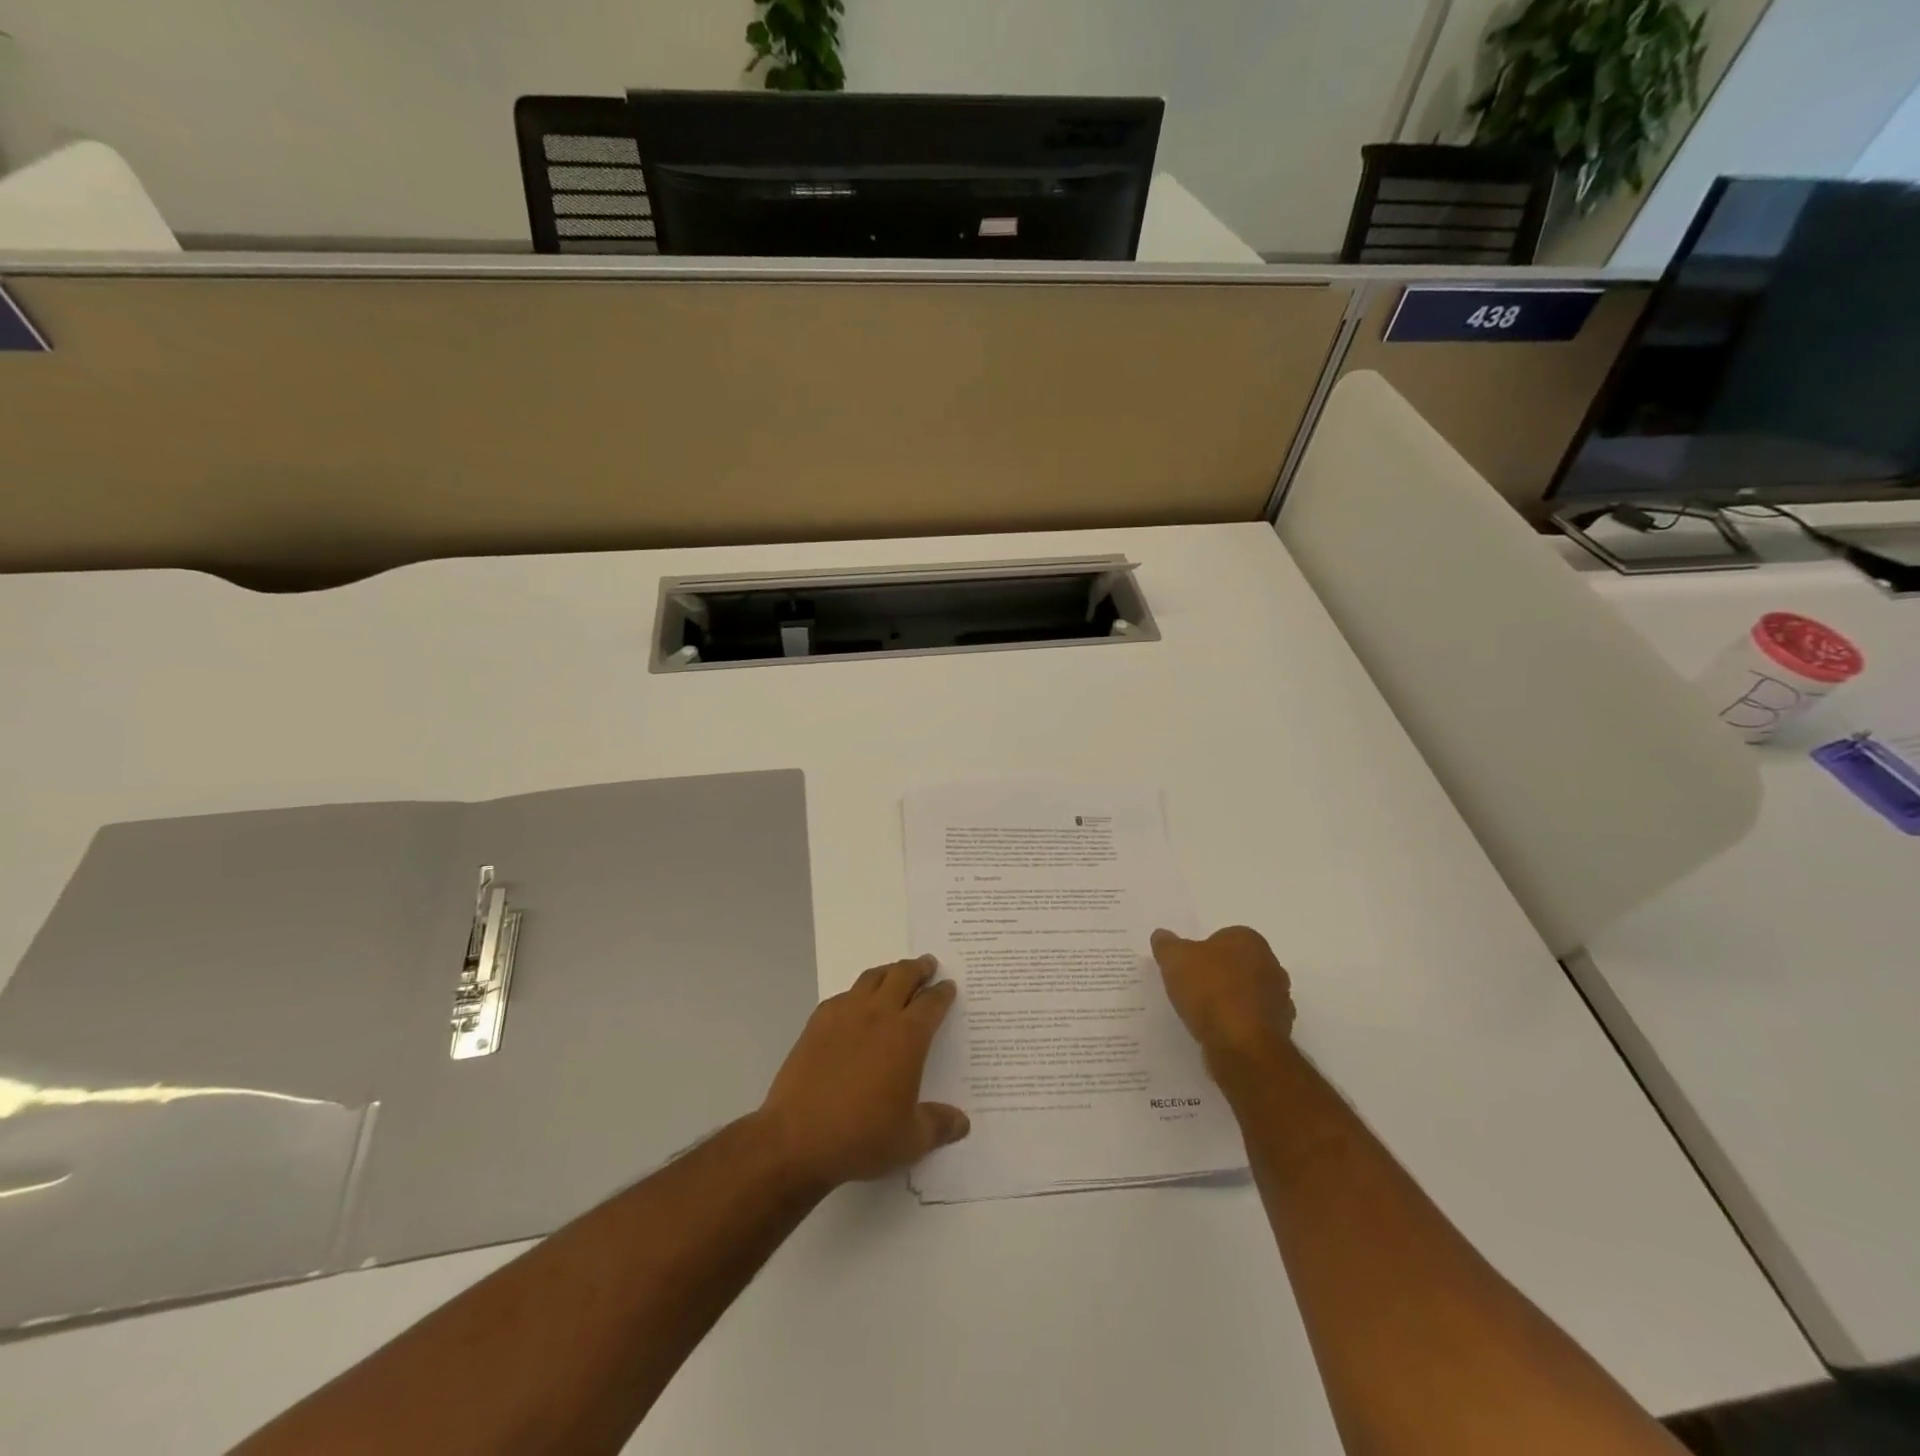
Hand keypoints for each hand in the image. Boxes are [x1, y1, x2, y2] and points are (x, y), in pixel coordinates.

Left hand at [756, 955, 969, 1189]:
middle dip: (919, 968)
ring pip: (872, 978)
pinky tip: (856, 1005)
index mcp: (907, 1036)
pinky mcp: (818, 1022)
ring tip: (895, 974)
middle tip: (928, 965)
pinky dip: (857, 992)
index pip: (932, 1003)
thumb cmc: (861, 1137)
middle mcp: (878, 1015)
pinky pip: (843, 995)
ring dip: (889, 972)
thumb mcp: (910, 1140)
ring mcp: (845, 1014)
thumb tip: (963, 1122)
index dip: (943, 993)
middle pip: (903, 976)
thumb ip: (939, 1125)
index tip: (948, 986)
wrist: (797, 1138)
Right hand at [1151, 926, 1295, 1072]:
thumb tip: (1161, 935)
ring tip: (1205, 1013)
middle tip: (1194, 988)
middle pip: (1239, 965)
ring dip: (1232, 1000)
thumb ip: (1167, 944)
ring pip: (1249, 993)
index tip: (1188, 968)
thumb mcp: (1174, 959)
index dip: (1203, 952)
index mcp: (1250, 940)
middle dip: (1220, 974)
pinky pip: (1253, 1020)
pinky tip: (1220, 1032)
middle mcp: (1272, 965)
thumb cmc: (1209, 990)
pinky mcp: (1280, 1030)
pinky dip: (1239, 1023)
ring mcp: (1280, 999)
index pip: (1223, 938)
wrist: (1241, 1044)